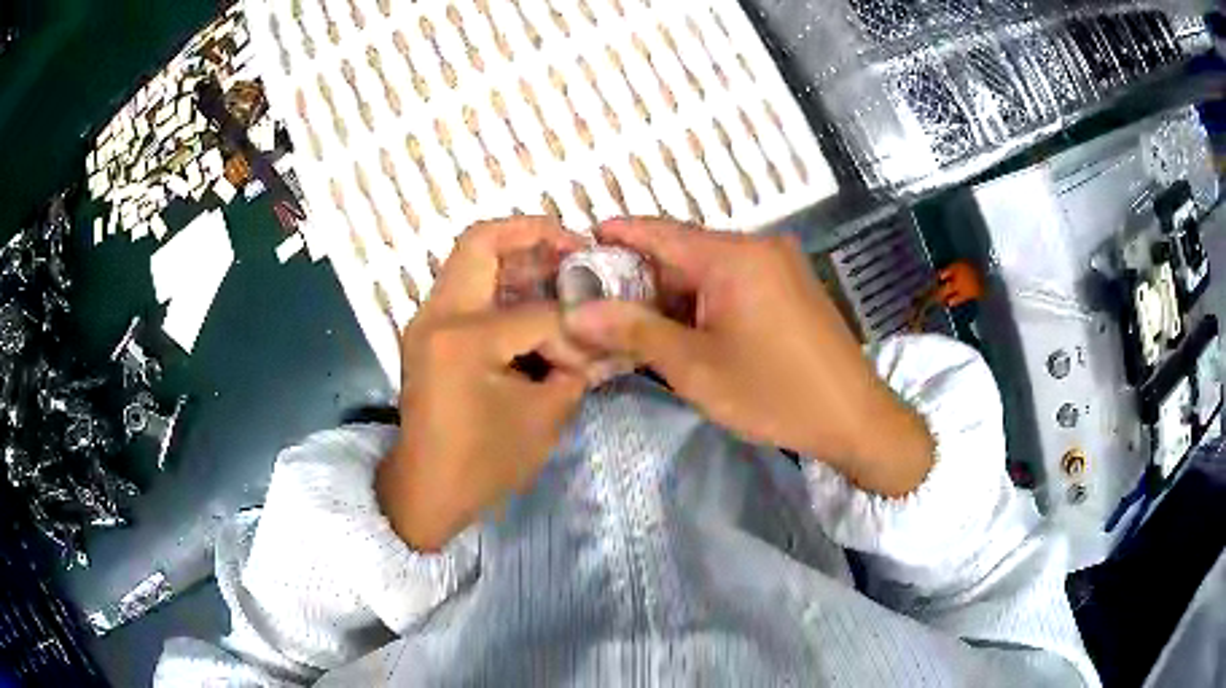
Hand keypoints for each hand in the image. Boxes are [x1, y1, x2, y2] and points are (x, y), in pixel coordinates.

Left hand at [377, 218, 589, 551]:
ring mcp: (427, 320)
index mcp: (465, 339)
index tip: (592, 353)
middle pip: (481, 242)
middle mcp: (438, 315)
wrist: (425, 490)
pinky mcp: (427, 332)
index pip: (538, 313)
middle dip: (532, 234)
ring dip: (514, 255)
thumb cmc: (482, 464)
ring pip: (469, 259)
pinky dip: (499, 281)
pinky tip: (531, 297)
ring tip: (557, 266)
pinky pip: (464, 286)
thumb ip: (575, 370)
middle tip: (573, 244)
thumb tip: (600, 341)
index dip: (574, 331)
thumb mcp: (542, 419)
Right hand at [565, 218, 933, 496]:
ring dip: (673, 291)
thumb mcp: (695, 367)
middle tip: (600, 302)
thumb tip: (578, 313)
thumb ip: (634, 332)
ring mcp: (780, 264)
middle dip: (642, 275)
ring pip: (710, 267)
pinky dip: (705, 298)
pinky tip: (685, 325)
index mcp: (733, 256)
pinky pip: (736, 280)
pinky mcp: (792, 284)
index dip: (616, 236)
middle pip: (684, 249)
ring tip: (636, 320)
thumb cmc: (773, 393)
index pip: (659, 232)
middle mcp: (758, 246)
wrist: (853, 417)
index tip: (579, 245)